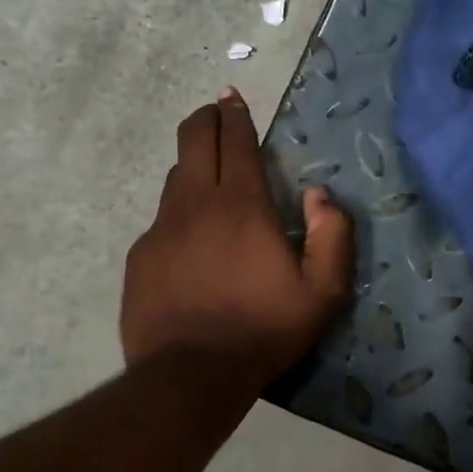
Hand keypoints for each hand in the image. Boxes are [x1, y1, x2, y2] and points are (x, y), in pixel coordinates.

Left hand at [122, 88, 354, 380]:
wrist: (191, 375)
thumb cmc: (264, 329)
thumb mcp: (323, 290)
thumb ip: (332, 234)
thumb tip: (319, 194)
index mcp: (242, 205)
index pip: (236, 141)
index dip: (236, 114)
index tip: (232, 96)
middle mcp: (196, 204)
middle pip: (193, 140)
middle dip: (206, 119)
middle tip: (216, 113)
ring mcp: (162, 229)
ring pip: (175, 178)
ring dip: (193, 165)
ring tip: (209, 175)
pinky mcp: (140, 256)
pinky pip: (162, 220)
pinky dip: (179, 214)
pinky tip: (191, 241)